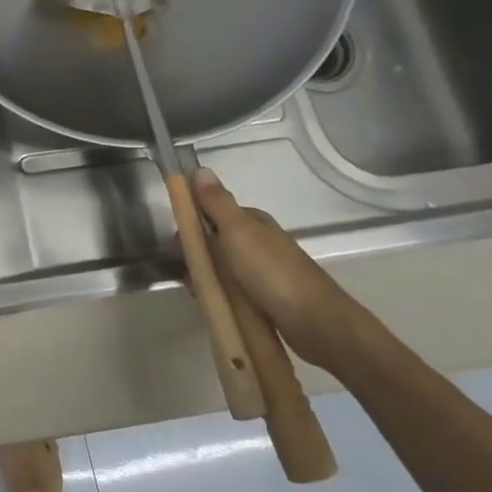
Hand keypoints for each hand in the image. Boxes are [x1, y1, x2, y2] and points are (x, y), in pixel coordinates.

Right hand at [191, 167, 377, 371]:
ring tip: (194, 290)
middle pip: (217, 241)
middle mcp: (259, 243)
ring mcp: (263, 272)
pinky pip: (232, 290)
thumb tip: (200, 169)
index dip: (194, 221)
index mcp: (254, 223)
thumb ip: (217, 203)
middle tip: (185, 268)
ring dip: (206, 276)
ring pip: (222, 268)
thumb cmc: (271, 272)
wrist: (314, 322)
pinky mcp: (265, 298)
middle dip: (197, 252)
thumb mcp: (238, 232)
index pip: (215, 212)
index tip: (177, 239)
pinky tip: (210, 303)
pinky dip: (218, 294)